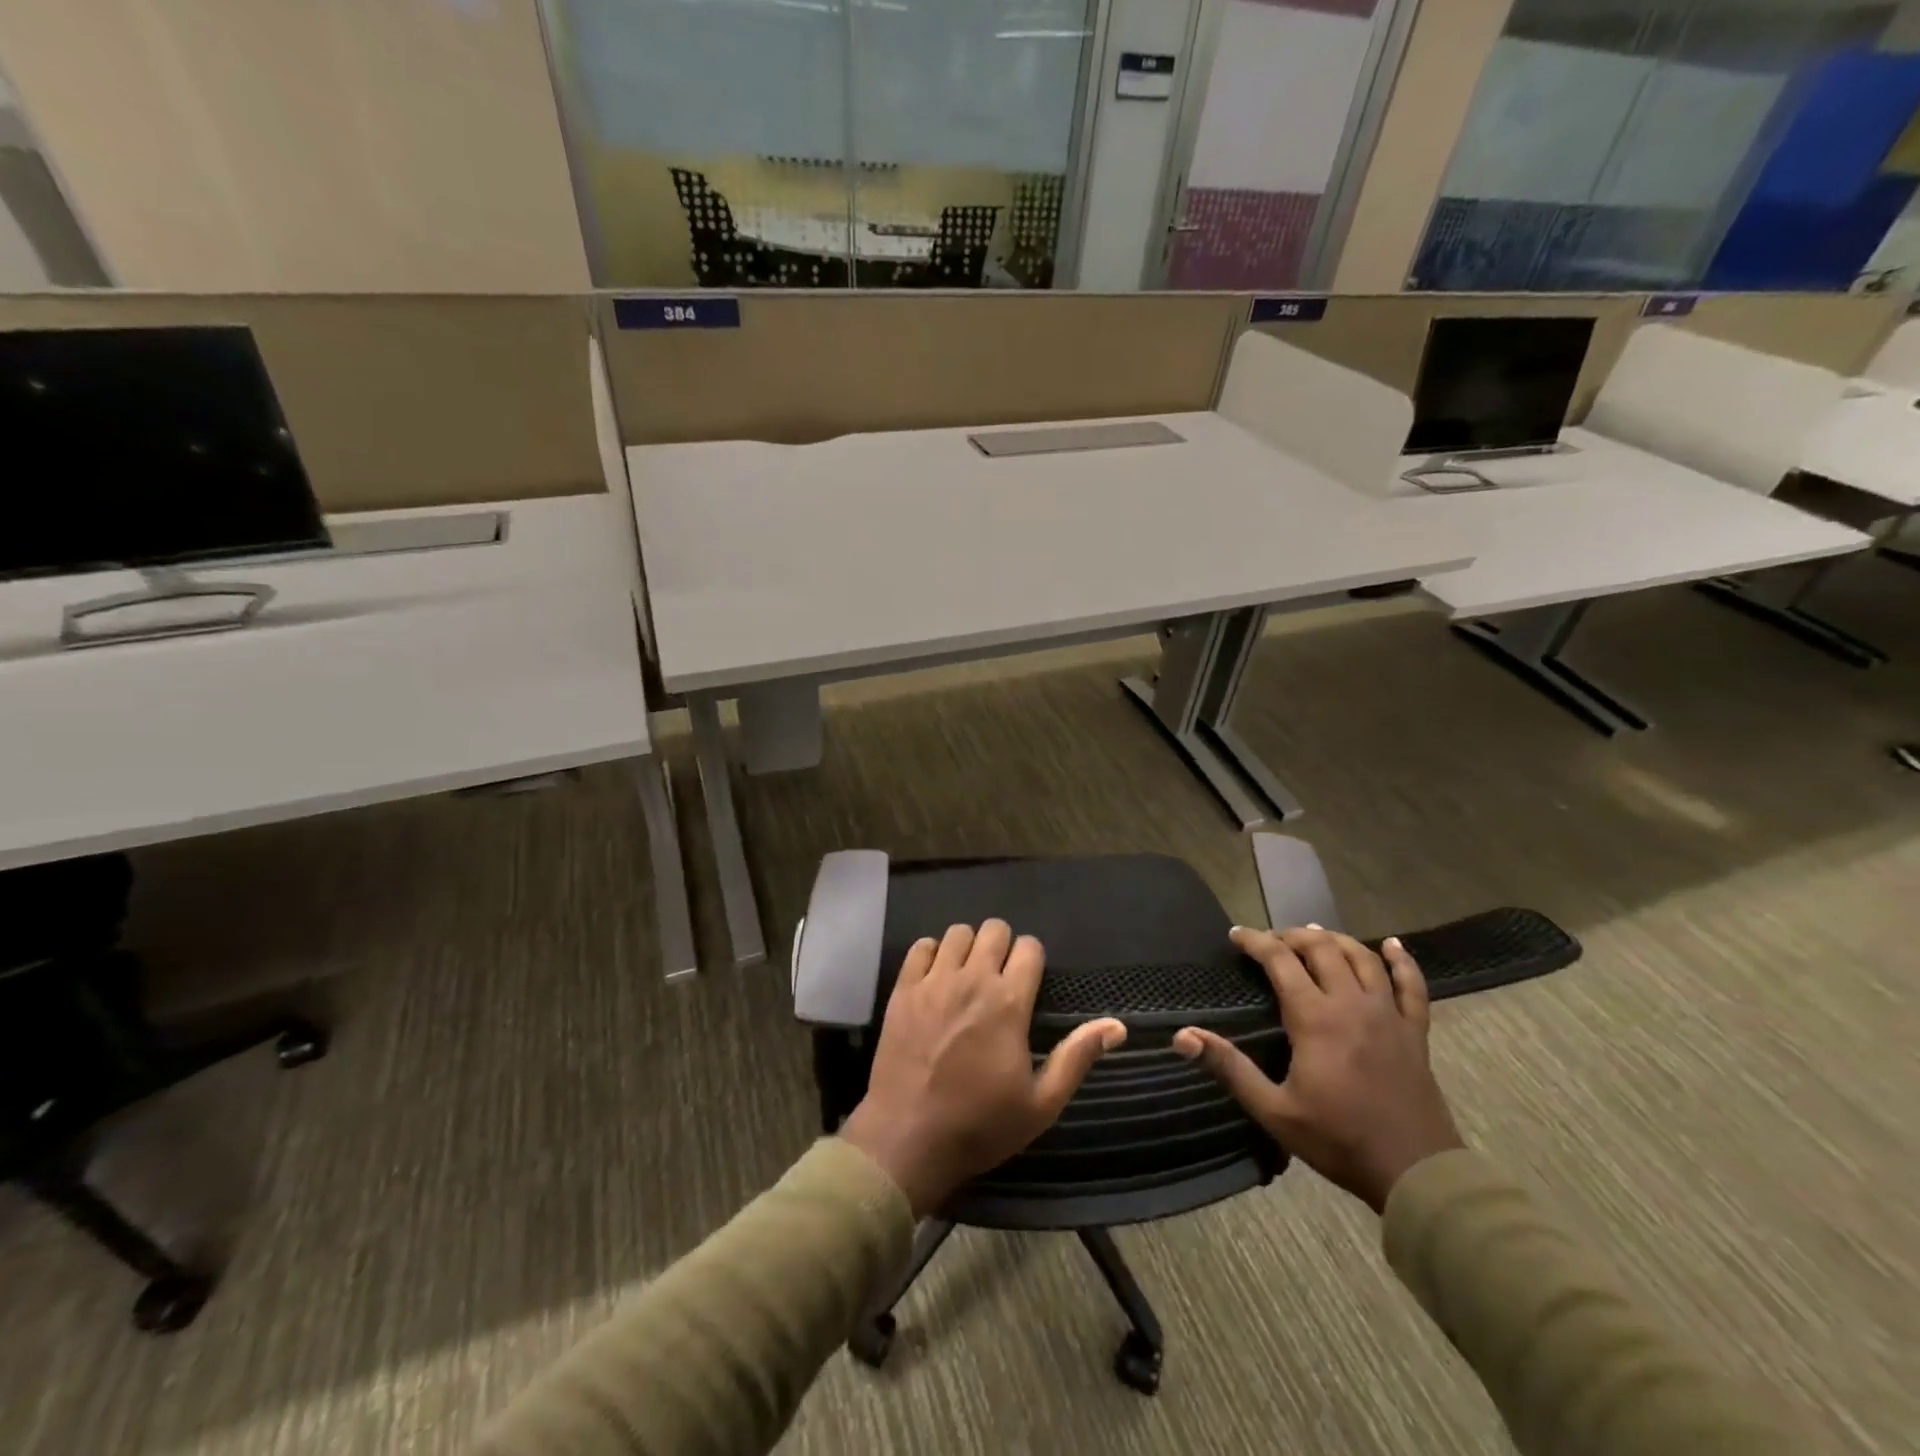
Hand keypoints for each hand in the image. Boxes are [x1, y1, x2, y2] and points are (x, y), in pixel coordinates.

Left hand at [840, 920, 1126, 1215]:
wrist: (907, 1139)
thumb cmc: (980, 1125)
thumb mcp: (1041, 1104)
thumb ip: (1077, 1057)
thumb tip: (1117, 1026)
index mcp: (1009, 1003)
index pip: (1029, 947)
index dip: (1033, 959)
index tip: (1029, 980)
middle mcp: (972, 980)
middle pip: (994, 930)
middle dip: (1003, 946)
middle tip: (1000, 976)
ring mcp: (933, 981)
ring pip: (957, 932)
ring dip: (969, 947)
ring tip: (968, 974)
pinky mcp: (902, 989)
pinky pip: (920, 947)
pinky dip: (932, 954)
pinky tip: (936, 978)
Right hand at [1175, 926, 1463, 1213]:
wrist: (1417, 1174)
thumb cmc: (1338, 1140)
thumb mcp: (1274, 1109)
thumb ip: (1229, 1067)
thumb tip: (1183, 1036)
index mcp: (1315, 1018)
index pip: (1279, 960)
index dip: (1255, 941)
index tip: (1235, 935)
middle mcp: (1352, 1003)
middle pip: (1321, 948)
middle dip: (1291, 936)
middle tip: (1270, 941)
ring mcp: (1388, 1015)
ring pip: (1362, 957)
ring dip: (1335, 939)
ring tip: (1314, 934)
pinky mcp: (1415, 1032)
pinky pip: (1412, 985)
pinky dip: (1404, 961)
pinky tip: (1394, 945)